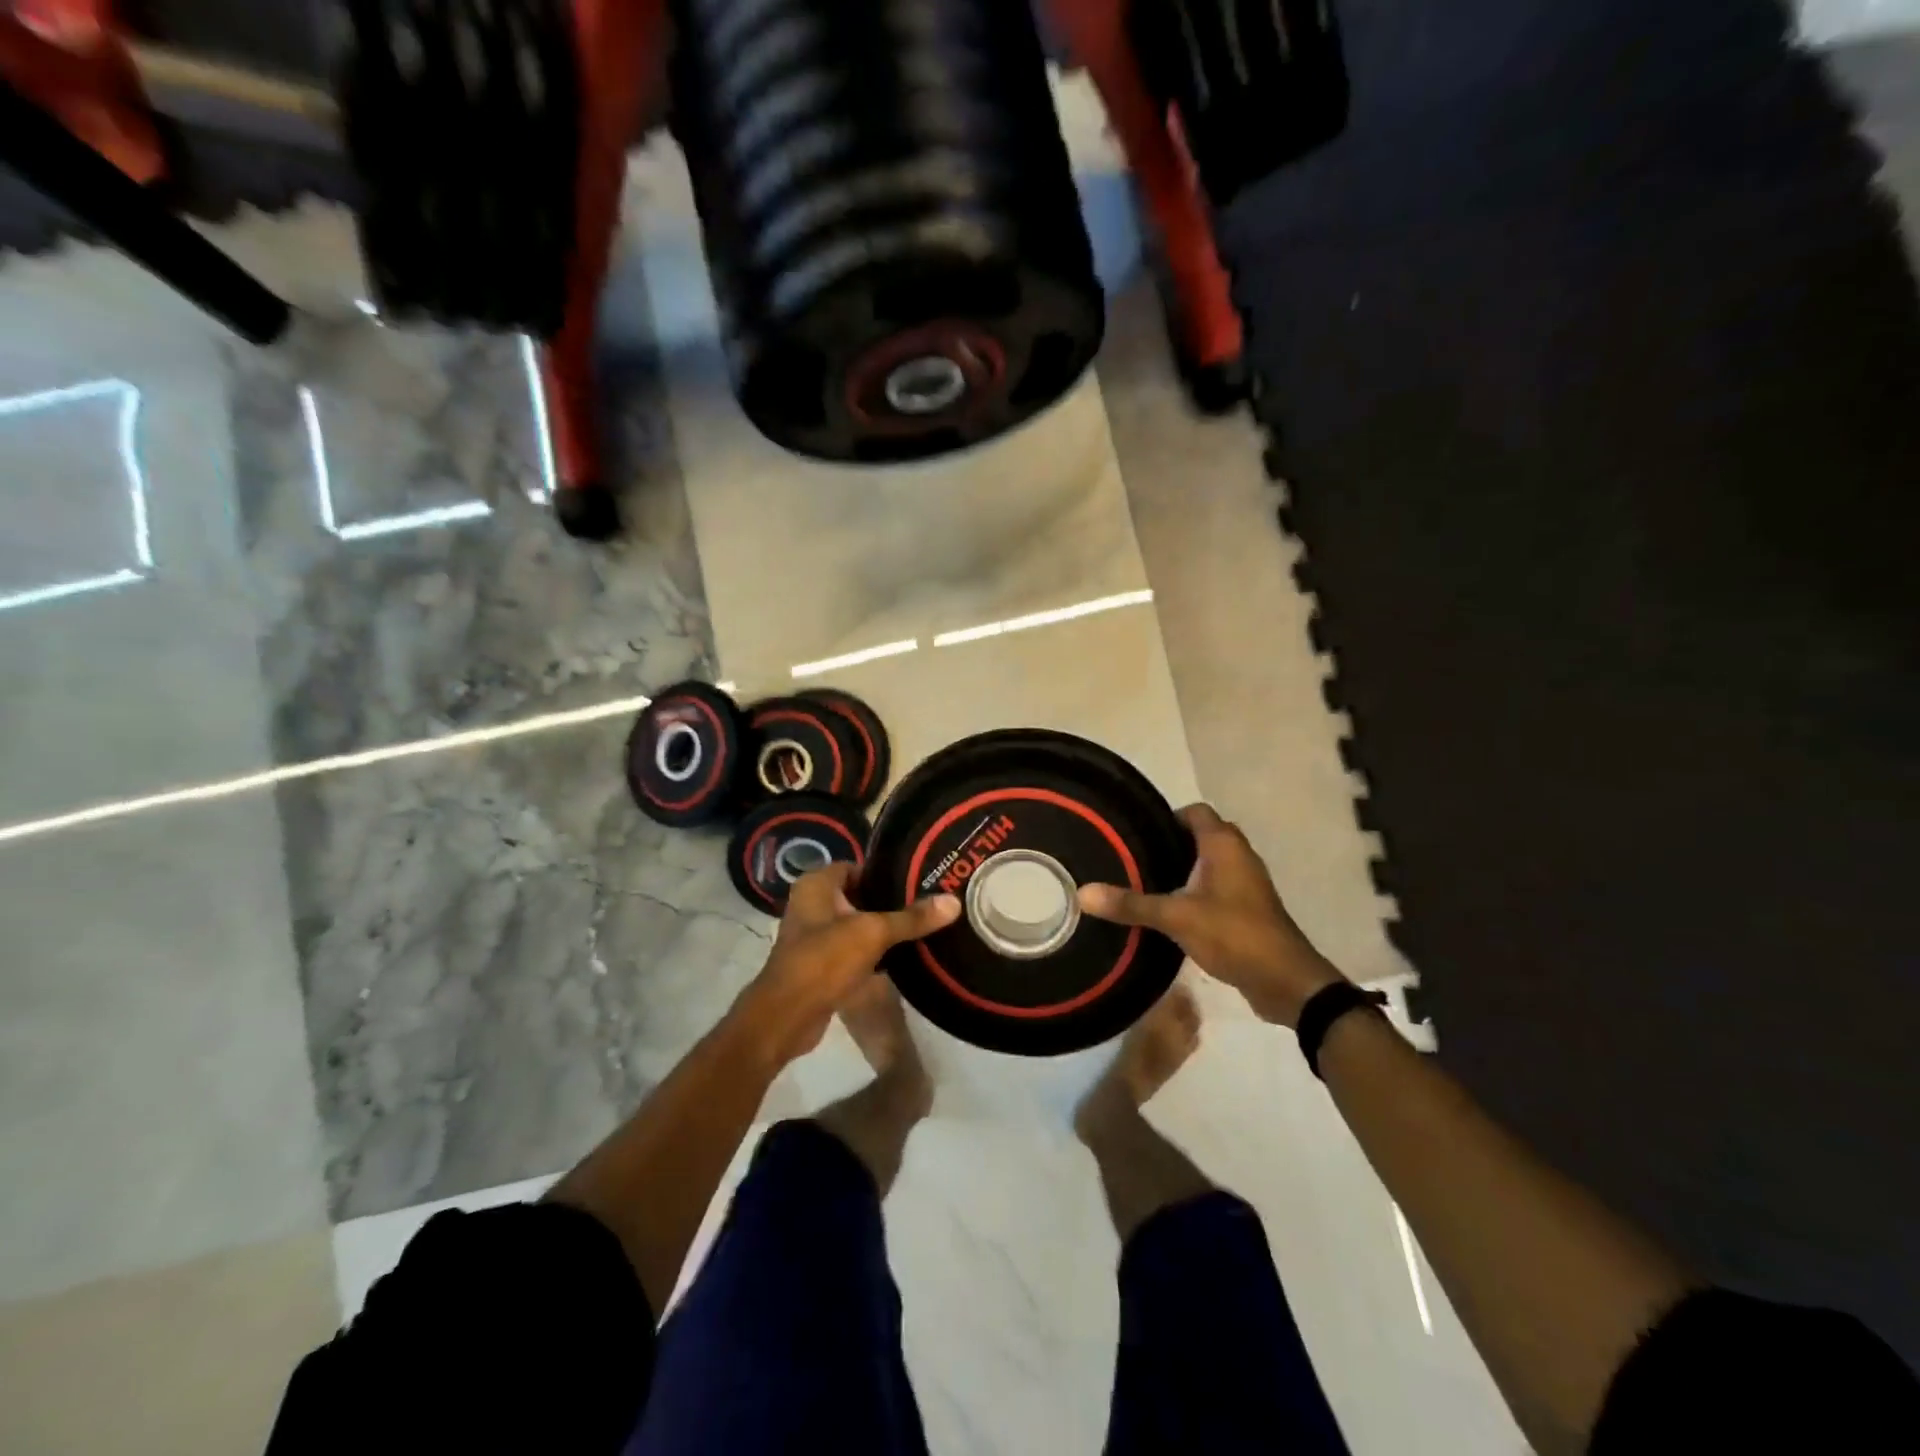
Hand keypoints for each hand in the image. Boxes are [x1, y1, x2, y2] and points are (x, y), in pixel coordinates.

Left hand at [736, 864, 960, 1066]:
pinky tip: (901, 956)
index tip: (919, 879)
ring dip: (881, 928)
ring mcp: (813, 935)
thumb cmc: (824, 961)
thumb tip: (954, 901)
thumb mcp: (873, 933)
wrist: (787, 1017)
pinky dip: (872, 951)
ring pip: (856, 924)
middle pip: (858, 895)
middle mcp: (811, 904)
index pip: (857, 866)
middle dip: (889, 901)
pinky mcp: (819, 964)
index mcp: (816, 885)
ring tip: (921, 927)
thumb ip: (912, 918)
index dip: (885, 872)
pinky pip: (852, 949)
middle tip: (927, 903)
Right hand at [1078, 804, 1345, 1027]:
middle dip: (1169, 845)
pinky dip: (1193, 893)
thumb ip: (1131, 904)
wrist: (1286, 982)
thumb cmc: (1234, 934)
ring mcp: (1246, 884)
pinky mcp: (1247, 910)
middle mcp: (1239, 856)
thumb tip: (1082, 893)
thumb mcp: (1176, 917)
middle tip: (1132, 859)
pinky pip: (1215, 889)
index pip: (1195, 812)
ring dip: (1181, 871)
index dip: (1167, 817)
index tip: (1136, 834)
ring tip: (1143, 883)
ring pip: (1208, 865)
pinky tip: (1167, 912)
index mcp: (1224, 845)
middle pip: (1200, 837)